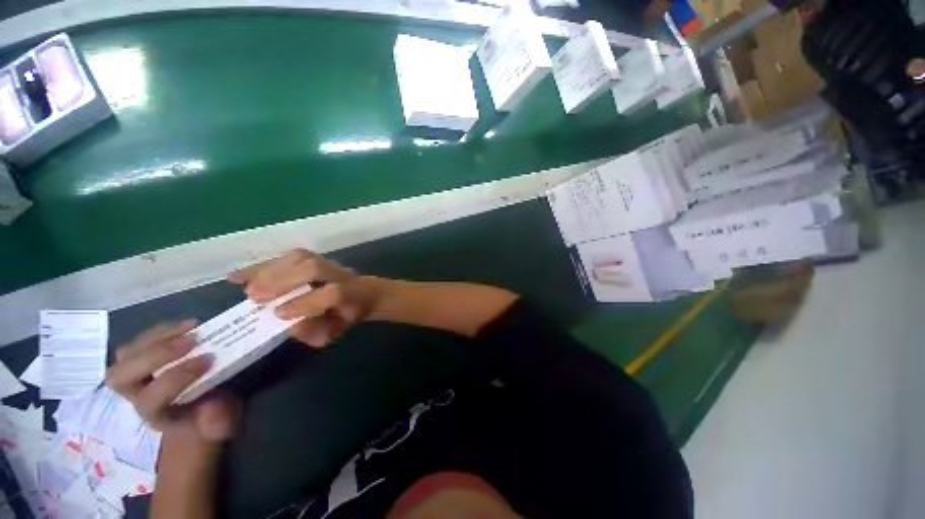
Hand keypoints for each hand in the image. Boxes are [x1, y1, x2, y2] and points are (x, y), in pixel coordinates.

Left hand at [105, 321, 240, 442]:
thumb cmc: (209, 417)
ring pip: (125, 356)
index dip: (175, 379)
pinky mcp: (141, 360)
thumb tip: (213, 405)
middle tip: (193, 340)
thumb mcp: (221, 424)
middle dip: (155, 356)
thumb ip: (218, 420)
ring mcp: (134, 377)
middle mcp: (135, 398)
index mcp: (155, 416)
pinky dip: (159, 331)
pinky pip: (137, 342)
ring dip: (156, 338)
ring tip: (190, 327)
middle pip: (121, 378)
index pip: (149, 400)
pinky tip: (185, 326)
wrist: (196, 411)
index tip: (208, 361)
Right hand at [228, 249, 380, 346]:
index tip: (278, 313)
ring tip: (246, 285)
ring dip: (270, 269)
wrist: (362, 293)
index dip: (305, 303)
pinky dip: (264, 264)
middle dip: (282, 280)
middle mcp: (341, 274)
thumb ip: (316, 331)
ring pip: (302, 257)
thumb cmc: (344, 315)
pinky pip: (289, 256)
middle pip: (314, 268)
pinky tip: (240, 274)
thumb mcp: (334, 331)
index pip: (332, 294)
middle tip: (255, 297)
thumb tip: (292, 327)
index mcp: (351, 295)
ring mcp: (329, 262)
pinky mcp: (316, 256)